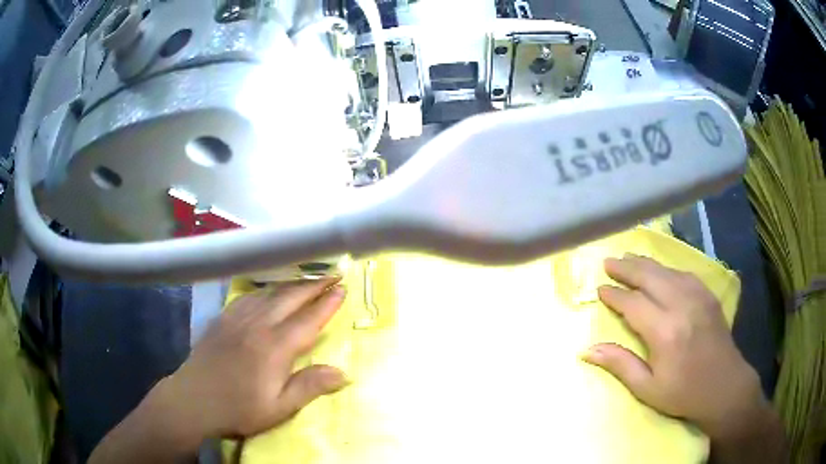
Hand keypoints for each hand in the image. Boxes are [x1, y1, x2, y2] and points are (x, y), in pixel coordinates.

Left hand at [158, 278, 348, 440]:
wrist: (194, 400)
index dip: (326, 303)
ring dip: (291, 283)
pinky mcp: (223, 318)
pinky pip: (249, 296)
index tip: (342, 289)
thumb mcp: (279, 408)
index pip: (308, 319)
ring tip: (307, 278)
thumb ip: (310, 387)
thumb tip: (343, 372)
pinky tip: (267, 293)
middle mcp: (258, 324)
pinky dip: (265, 290)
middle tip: (332, 275)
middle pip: (290, 297)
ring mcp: (238, 318)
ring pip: (269, 293)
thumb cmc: (239, 409)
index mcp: (275, 347)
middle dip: (313, 285)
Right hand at [582, 254, 771, 441]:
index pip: (633, 304)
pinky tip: (660, 270)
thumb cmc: (683, 393)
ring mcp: (698, 296)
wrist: (724, 387)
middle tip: (608, 262)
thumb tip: (588, 350)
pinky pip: (684, 274)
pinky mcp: (708, 295)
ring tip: (628, 259)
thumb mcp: (648, 389)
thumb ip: (620, 365)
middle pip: (649, 277)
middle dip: (627, 268)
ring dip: (645, 263)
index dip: (615, 295)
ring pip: (666, 271)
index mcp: (665, 332)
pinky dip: (667, 269)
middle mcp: (681, 306)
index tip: (600, 289)